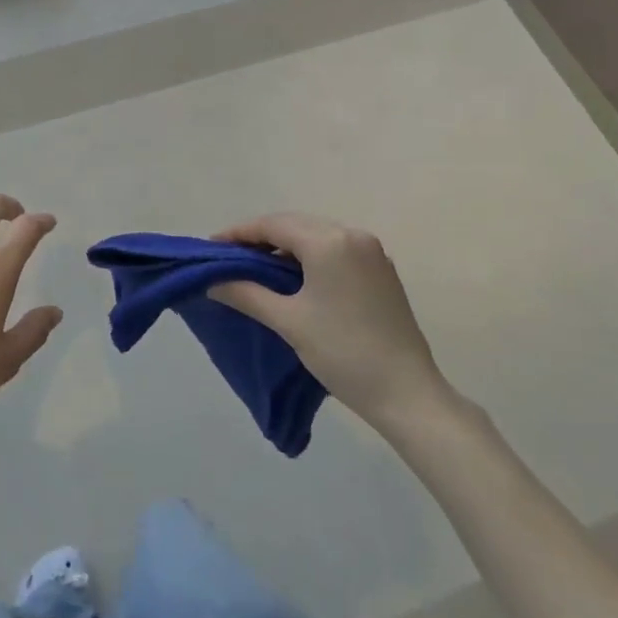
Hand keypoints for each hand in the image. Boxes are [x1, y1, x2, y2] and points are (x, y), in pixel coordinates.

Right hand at [209, 213, 452, 428]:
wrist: (407, 393)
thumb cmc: (342, 352)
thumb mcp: (288, 321)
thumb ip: (246, 294)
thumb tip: (213, 282)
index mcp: (329, 241)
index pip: (273, 225)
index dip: (238, 233)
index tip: (211, 247)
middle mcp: (352, 236)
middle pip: (294, 225)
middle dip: (260, 238)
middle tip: (229, 257)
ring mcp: (371, 252)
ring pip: (316, 236)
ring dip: (285, 247)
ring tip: (255, 268)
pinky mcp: (381, 271)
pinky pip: (335, 250)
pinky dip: (309, 257)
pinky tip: (293, 278)